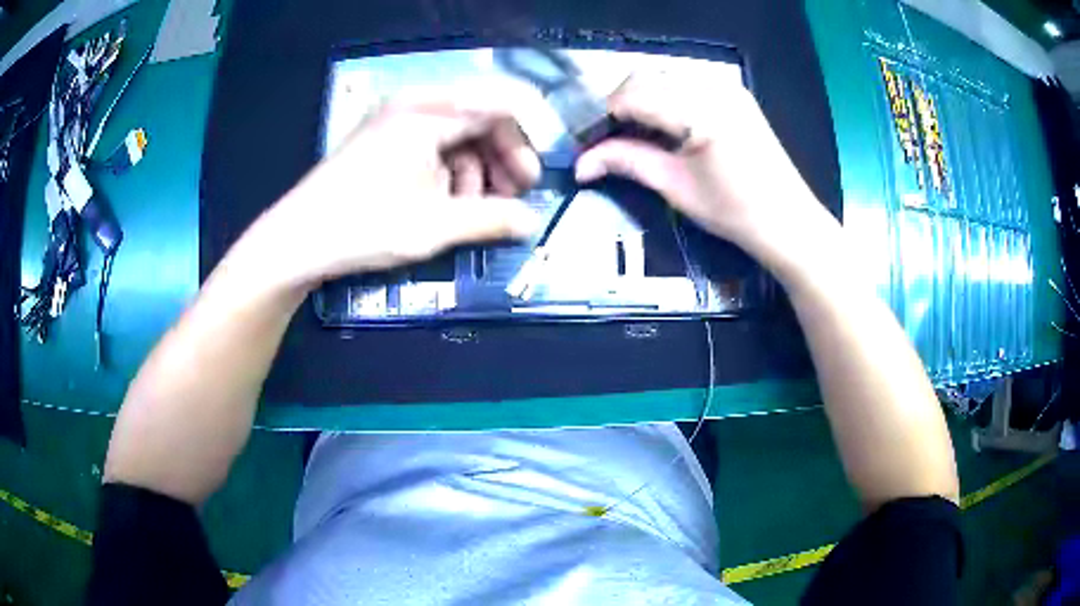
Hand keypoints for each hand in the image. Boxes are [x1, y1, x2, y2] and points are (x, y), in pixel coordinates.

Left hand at [259, 88, 543, 289]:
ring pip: (462, 132)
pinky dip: (454, 171)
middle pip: (483, 116)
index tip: (539, 176)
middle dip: (506, 157)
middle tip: (516, 197)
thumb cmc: (362, 227)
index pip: (502, 102)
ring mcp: (399, 118)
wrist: (296, 240)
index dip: (530, 136)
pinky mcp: (389, 137)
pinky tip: (450, 203)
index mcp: (428, 111)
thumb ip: (491, 220)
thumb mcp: (434, 227)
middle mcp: (416, 102)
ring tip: (480, 209)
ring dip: (481, 168)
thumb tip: (532, 221)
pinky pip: (438, 143)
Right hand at [575, 73, 838, 276]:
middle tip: (610, 138)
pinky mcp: (734, 94)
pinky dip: (665, 97)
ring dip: (641, 97)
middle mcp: (713, 86)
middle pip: (646, 77)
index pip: (634, 95)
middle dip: (620, 103)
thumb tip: (581, 164)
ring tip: (635, 132)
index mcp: (701, 110)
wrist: (788, 221)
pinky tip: (664, 124)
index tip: (591, 141)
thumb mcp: (675, 187)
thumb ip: (627, 161)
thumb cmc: (734, 211)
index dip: (604, 115)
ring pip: (664, 76)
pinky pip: (686, 82)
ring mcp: (727, 87)